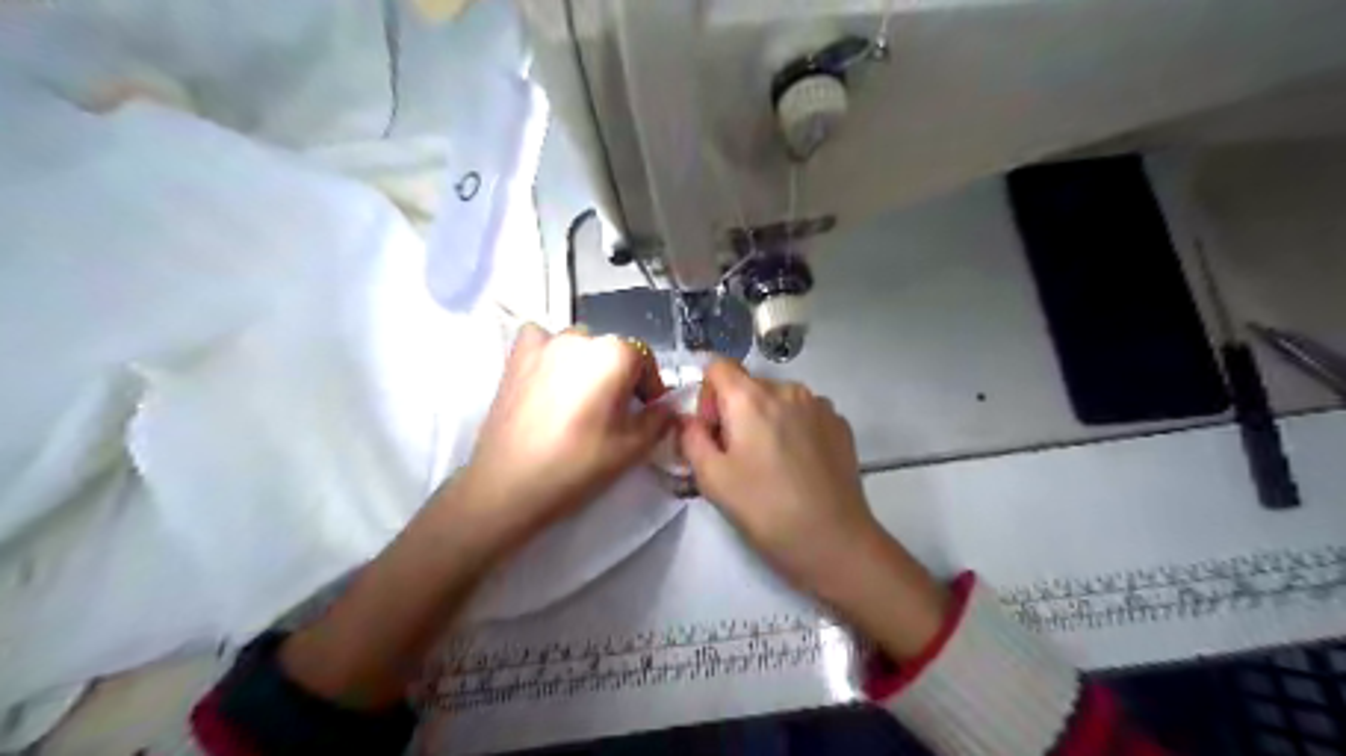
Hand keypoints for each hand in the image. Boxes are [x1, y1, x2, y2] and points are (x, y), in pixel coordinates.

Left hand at [442, 321, 673, 559]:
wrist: (508, 484)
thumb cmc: (577, 464)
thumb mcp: (632, 448)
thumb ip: (659, 420)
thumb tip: (666, 408)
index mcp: (614, 354)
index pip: (645, 360)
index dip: (651, 387)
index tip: (648, 412)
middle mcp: (580, 337)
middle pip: (612, 351)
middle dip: (620, 377)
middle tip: (615, 413)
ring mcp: (543, 343)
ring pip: (579, 346)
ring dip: (586, 365)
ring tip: (580, 400)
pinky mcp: (515, 357)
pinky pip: (541, 342)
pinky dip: (550, 354)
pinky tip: (548, 379)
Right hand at [680, 363, 949, 657]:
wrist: (834, 540)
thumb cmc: (765, 509)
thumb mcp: (712, 478)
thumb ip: (691, 438)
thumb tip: (690, 421)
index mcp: (751, 397)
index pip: (718, 366)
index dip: (706, 395)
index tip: (712, 432)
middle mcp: (788, 389)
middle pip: (748, 384)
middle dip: (734, 412)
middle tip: (737, 456)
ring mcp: (819, 404)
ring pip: (778, 399)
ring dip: (766, 420)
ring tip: (771, 463)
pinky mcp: (840, 423)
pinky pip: (804, 413)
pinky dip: (793, 428)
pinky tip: (798, 465)